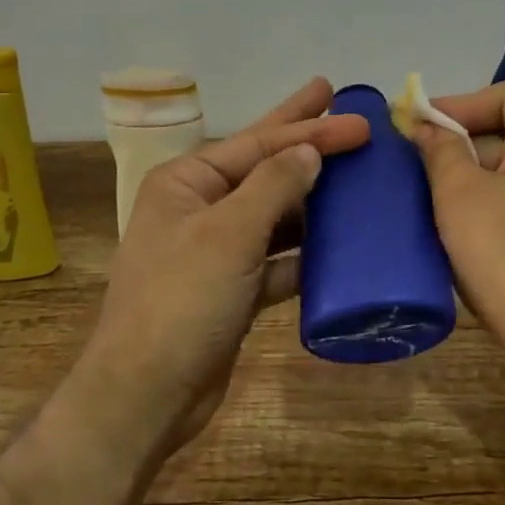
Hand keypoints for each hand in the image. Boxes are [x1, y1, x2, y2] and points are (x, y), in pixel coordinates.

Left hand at [81, 77, 369, 454]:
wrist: (147, 395)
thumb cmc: (182, 300)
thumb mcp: (229, 233)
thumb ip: (274, 185)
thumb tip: (310, 152)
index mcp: (187, 182)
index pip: (258, 143)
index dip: (310, 129)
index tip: (358, 121)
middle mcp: (200, 208)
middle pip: (264, 166)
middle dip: (304, 140)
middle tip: (343, 108)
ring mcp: (217, 251)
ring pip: (275, 214)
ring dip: (313, 200)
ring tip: (357, 178)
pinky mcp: (233, 289)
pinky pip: (278, 259)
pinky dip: (306, 252)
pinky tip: (341, 245)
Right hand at [414, 78, 504, 394]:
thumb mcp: (461, 196)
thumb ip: (441, 151)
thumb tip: (428, 126)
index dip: (464, 102)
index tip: (422, 128)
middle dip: (462, 146)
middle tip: (418, 171)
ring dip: (473, 185)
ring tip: (432, 208)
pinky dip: (493, 215)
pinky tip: (464, 245)